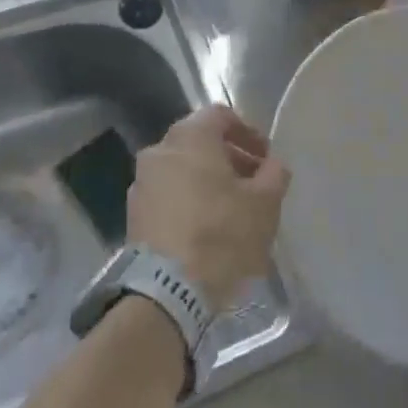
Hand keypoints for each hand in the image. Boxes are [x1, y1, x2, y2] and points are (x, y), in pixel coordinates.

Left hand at [129, 105, 289, 310]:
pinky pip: (167, 194)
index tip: (265, 158)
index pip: (221, 115)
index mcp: (190, 136)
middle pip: (199, 141)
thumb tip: (273, 164)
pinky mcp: (133, 214)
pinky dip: (187, 200)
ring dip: (207, 180)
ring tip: (231, 209)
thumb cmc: (221, 235)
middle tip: (253, 184)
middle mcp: (160, 149)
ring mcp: (141, 182)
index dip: (247, 133)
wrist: (166, 292)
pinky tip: (205, 228)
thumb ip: (274, 174)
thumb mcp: (264, 204)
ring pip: (181, 168)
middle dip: (229, 158)